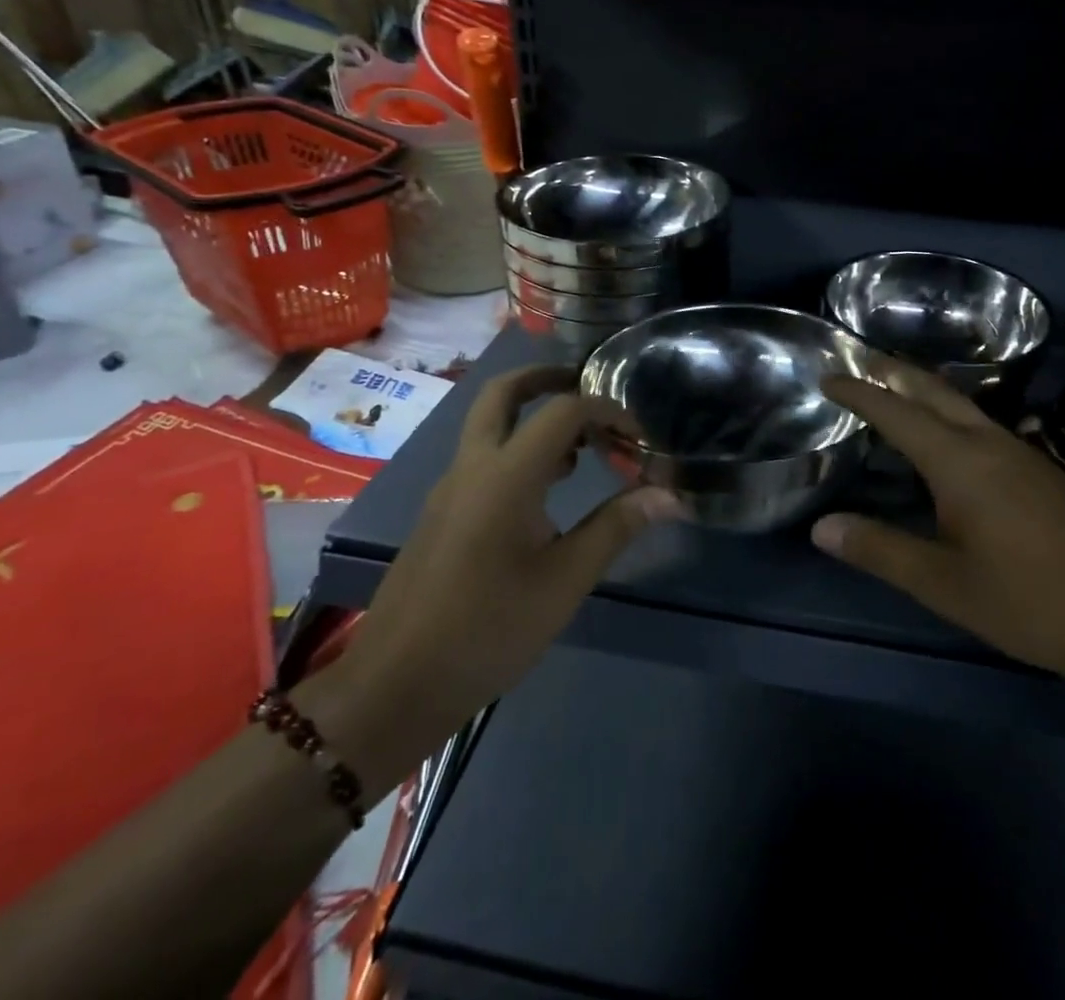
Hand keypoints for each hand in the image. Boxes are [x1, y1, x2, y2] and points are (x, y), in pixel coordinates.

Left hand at [302, 365, 681, 789]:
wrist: (395, 685)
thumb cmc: (488, 630)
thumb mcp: (565, 581)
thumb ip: (616, 527)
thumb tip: (669, 494)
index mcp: (506, 474)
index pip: (563, 411)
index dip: (607, 412)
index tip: (639, 440)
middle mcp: (472, 465)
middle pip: (504, 392)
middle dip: (547, 379)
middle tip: (589, 387)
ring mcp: (450, 487)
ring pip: (489, 423)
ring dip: (533, 415)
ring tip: (582, 446)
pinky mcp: (442, 512)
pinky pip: (483, 456)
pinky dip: (518, 448)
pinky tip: (548, 489)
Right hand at [813, 359, 1064, 747]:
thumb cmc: (1029, 601)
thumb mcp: (944, 584)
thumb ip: (880, 550)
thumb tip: (821, 526)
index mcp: (960, 463)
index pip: (898, 413)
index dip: (860, 393)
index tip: (829, 376)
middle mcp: (990, 444)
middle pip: (935, 392)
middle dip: (895, 373)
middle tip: (861, 363)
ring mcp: (1022, 454)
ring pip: (963, 405)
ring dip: (925, 391)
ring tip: (895, 392)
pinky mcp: (1041, 472)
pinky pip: (982, 425)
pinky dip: (950, 414)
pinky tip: (949, 440)